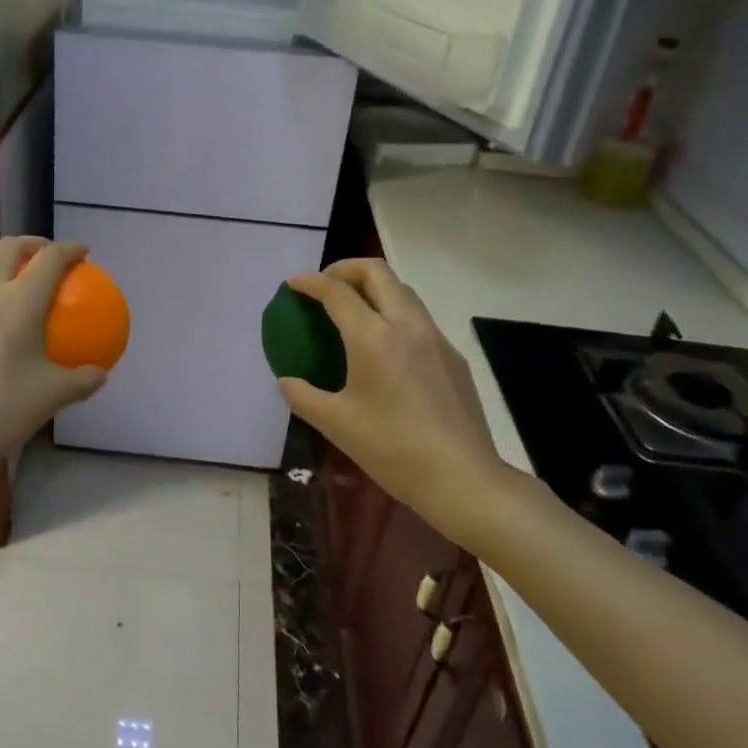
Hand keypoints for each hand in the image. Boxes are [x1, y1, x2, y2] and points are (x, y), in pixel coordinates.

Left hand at [0, 237, 107, 485]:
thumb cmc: (1, 409)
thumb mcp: (52, 396)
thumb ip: (81, 380)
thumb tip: (99, 373)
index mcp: (19, 300)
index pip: (50, 258)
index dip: (70, 249)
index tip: (83, 253)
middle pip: (9, 248)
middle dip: (33, 244)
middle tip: (48, 258)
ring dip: (1, 266)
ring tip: (14, 285)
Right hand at [278, 259, 507, 532]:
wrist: (462, 478)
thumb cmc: (392, 449)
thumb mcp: (336, 424)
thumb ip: (303, 396)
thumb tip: (286, 381)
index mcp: (373, 338)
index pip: (337, 291)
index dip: (310, 282)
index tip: (293, 283)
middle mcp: (406, 325)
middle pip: (377, 272)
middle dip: (345, 268)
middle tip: (325, 285)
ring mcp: (435, 338)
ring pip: (402, 290)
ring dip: (373, 287)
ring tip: (353, 308)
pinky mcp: (453, 356)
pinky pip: (419, 317)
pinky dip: (394, 312)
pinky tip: (386, 345)